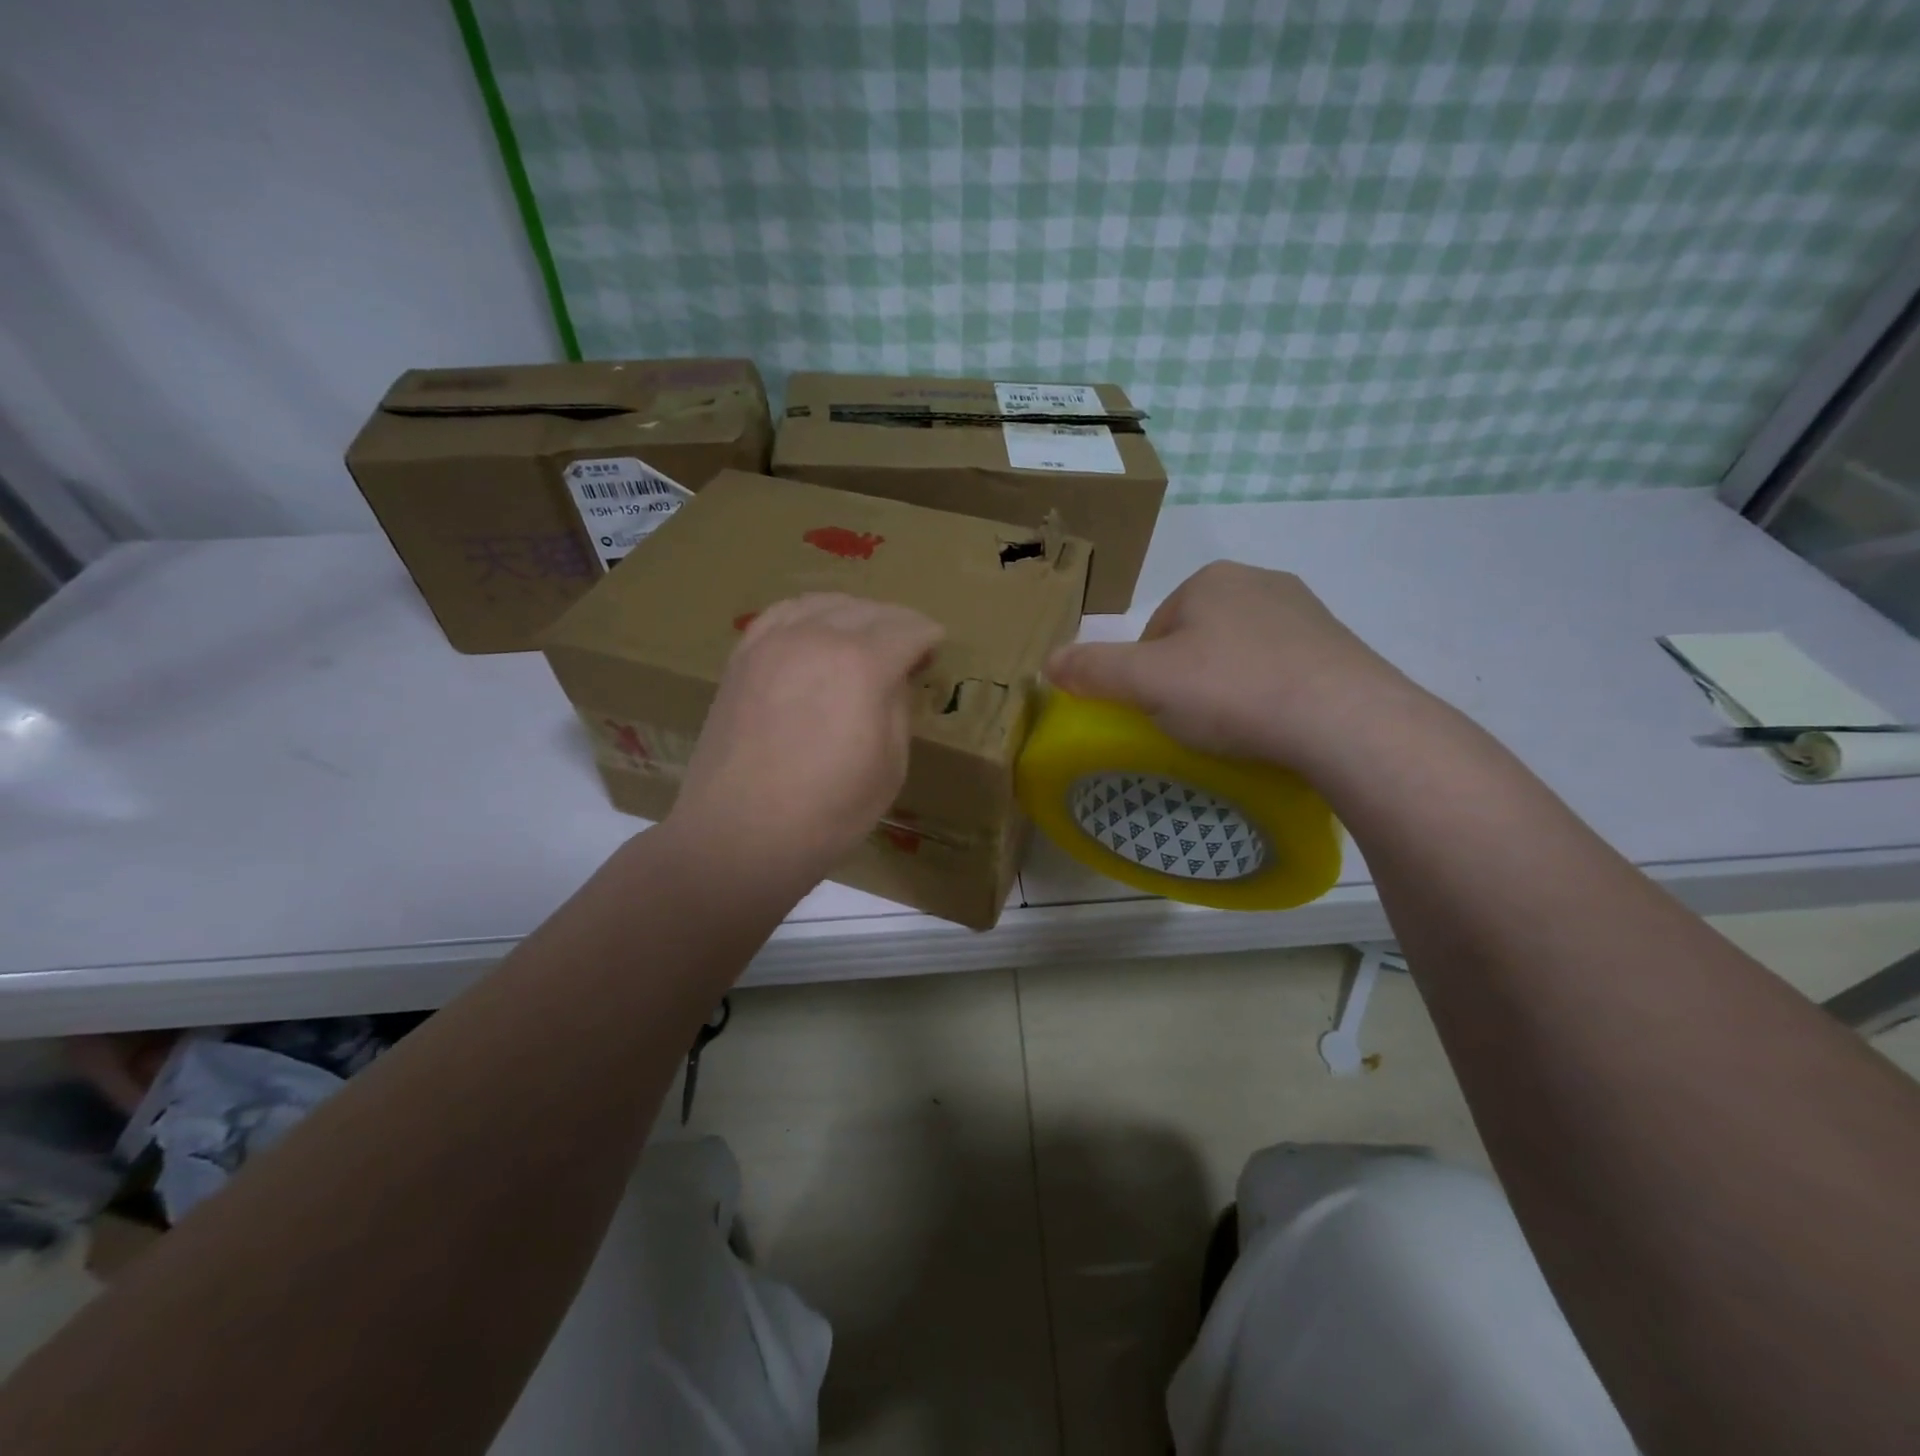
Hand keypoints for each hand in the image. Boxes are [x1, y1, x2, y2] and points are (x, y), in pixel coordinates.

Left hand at [669, 594, 944, 875]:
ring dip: (854, 613)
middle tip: (910, 644)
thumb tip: (894, 677)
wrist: (739, 835)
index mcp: (862, 665)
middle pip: (868, 611)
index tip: (937, 647)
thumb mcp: (890, 766)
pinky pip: (781, 615)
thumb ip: (898, 708)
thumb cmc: (828, 812)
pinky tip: (815, 630)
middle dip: (896, 622)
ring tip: (866, 633)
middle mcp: (817, 638)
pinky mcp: (742, 658)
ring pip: (823, 604)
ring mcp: (772, 643)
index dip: (928, 637)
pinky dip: (808, 614)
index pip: (907, 630)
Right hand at [1046, 561, 1416, 768]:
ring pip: (1242, 654)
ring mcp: (1307, 613)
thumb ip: (1093, 670)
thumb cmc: (1233, 691)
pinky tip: (1274, 725)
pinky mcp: (1340, 648)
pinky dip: (1270, 694)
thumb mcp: (1146, 684)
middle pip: (1197, 639)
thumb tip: (1046, 662)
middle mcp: (1260, 582)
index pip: (1155, 629)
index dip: (1146, 674)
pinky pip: (1284, 670)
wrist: (1344, 721)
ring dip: (1230, 686)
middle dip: (1189, 678)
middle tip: (1193, 725)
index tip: (1157, 711)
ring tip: (1235, 730)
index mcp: (1210, 580)